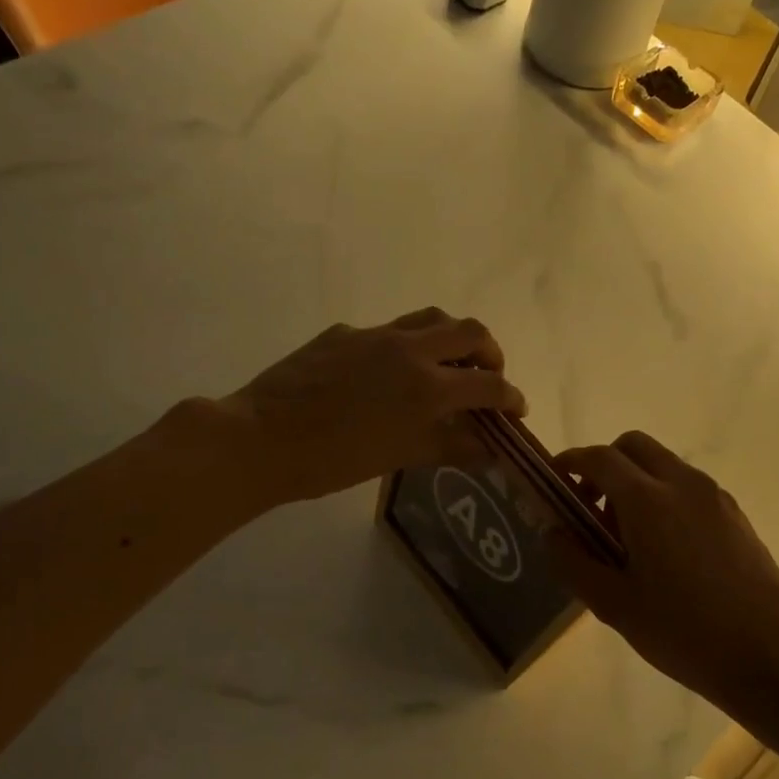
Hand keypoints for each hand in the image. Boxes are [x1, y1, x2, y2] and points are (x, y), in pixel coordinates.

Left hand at [205, 308, 526, 503]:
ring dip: (451, 337)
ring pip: (430, 318)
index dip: (511, 397)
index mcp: (427, 386)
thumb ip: (448, 447)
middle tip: (487, 377)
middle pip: (469, 331)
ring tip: (448, 363)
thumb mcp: (398, 457)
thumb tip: (487, 450)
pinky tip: (385, 374)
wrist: (261, 438)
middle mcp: (409, 349)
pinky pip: (387, 331)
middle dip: (489, 353)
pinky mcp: (344, 333)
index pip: (488, 385)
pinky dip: (404, 347)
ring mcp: (374, 335)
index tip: (517, 410)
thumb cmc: (333, 460)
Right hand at [551, 431, 778, 706]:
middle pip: (634, 445)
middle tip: (592, 507)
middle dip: (605, 464)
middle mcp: (682, 484)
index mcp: (648, 501)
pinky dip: (664, 497)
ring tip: (628, 538)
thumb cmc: (684, 631)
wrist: (771, 654)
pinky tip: (666, 550)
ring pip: (664, 464)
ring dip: (636, 482)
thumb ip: (574, 562)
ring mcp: (714, 496)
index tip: (555, 480)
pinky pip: (688, 487)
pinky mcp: (735, 514)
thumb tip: (552, 532)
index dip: (571, 462)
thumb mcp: (615, 605)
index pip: (600, 458)